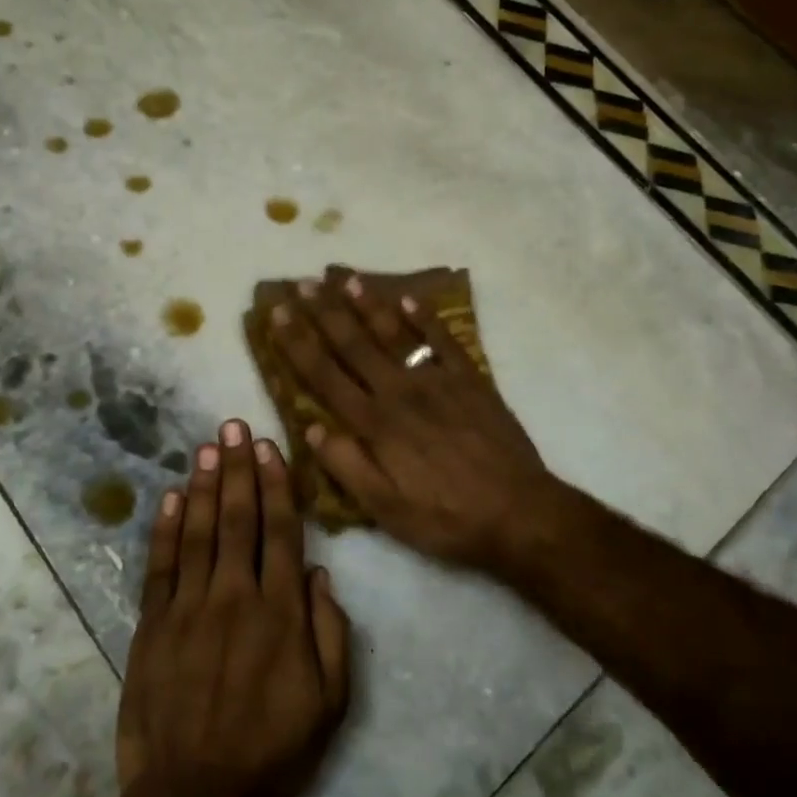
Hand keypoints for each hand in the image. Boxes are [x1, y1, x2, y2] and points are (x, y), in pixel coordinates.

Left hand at [115, 420, 350, 796]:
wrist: (196, 796)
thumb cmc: (272, 748)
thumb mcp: (330, 700)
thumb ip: (330, 631)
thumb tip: (320, 574)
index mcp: (281, 611)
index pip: (280, 531)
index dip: (276, 486)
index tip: (270, 448)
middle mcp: (235, 596)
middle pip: (237, 519)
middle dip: (237, 468)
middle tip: (234, 426)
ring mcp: (189, 609)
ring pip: (196, 533)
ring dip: (202, 486)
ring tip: (207, 447)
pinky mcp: (153, 627)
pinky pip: (160, 567)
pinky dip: (164, 530)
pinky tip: (169, 498)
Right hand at [269, 267, 561, 575]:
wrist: (518, 513)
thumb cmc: (445, 518)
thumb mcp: (385, 510)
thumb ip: (346, 466)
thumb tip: (311, 428)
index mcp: (375, 425)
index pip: (325, 376)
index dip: (298, 343)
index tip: (278, 315)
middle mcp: (400, 392)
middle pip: (354, 345)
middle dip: (324, 313)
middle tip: (301, 284)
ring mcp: (437, 381)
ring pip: (395, 334)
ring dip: (368, 304)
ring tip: (346, 277)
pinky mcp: (471, 380)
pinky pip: (443, 340)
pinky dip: (425, 317)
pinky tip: (409, 298)